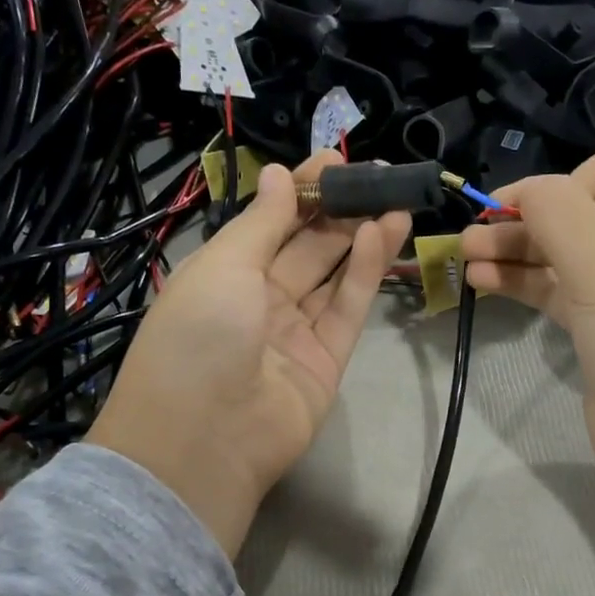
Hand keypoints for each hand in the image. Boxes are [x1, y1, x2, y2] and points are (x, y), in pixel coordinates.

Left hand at [90, 151, 410, 558]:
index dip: (300, 190)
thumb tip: (281, 174)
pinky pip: (346, 309)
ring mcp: (294, 332)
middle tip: (377, 176)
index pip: (268, 223)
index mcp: (222, 274)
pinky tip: (382, 235)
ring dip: (361, 237)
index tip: (334, 158)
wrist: (207, 437)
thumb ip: (261, 222)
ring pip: (333, 276)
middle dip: (338, 210)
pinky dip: (364, 273)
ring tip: (394, 200)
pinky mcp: (327, 360)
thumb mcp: (223, 266)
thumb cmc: (199, 335)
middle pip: (305, 247)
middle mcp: (258, 300)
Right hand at [458, 133, 594, 501]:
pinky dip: (526, 282)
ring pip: (572, 251)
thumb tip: (525, 192)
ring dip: (520, 248)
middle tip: (477, 229)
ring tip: (466, 251)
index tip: (550, 214)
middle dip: (534, 216)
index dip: (584, 175)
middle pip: (593, 206)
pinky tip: (482, 280)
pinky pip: (565, 290)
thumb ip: (557, 211)